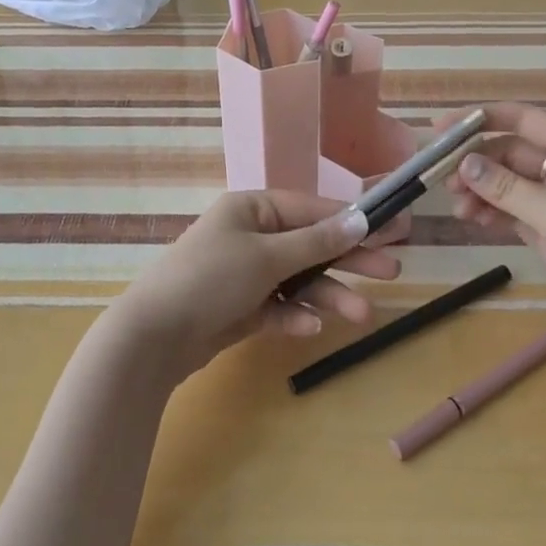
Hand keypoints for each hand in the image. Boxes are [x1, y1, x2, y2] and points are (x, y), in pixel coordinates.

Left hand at [107, 191, 400, 379]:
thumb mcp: (267, 256)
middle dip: (348, 260)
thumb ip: (316, 241)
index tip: (391, 228)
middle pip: (310, 245)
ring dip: (328, 296)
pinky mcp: (240, 308)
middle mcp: (251, 236)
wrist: (153, 336)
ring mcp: (245, 274)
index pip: (311, 209)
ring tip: (361, 316)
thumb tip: (361, 221)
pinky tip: (310, 330)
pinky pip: (278, 308)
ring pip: (298, 281)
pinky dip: (294, 317)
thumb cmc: (211, 278)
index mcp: (252, 209)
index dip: (352, 220)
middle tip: (392, 272)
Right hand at [445, 102, 545, 355]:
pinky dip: (491, 212)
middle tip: (443, 178)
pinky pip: (512, 211)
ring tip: (459, 208)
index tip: (442, 127)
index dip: (482, 118)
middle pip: (510, 153)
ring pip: (507, 184)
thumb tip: (463, 163)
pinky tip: (474, 219)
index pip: (523, 120)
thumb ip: (510, 189)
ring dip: (481, 190)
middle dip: (476, 162)